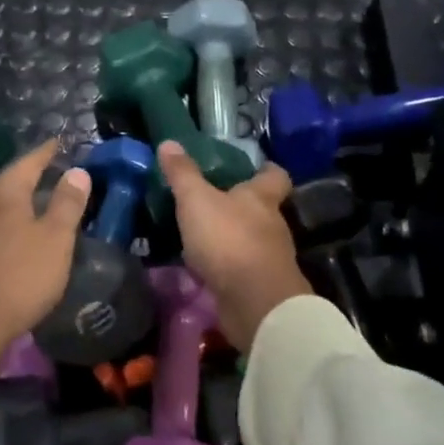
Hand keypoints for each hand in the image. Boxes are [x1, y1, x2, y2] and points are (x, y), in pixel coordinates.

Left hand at [0, 139, 91, 360]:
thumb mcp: (56, 240)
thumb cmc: (19, 277)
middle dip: (22, 177)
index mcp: (4, 190)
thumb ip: (67, 203)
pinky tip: (1, 238)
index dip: (46, 152)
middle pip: (2, 179)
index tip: (58, 143)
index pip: (29, 161)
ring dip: (4, 200)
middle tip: (42, 179)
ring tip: (23, 209)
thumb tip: (77, 171)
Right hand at [157, 140, 310, 352]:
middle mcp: (272, 225)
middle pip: (262, 209)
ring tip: (203, 237)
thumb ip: (183, 174)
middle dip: (241, 207)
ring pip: (252, 240)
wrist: (255, 302)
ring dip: (232, 239)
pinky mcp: (261, 286)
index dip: (265, 169)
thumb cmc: (228, 240)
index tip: (254, 166)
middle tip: (212, 202)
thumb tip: (169, 142)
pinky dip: (227, 267)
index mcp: (262, 198)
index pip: (274, 175)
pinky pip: (243, 269)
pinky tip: (206, 269)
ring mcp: (270, 258)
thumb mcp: (196, 201)